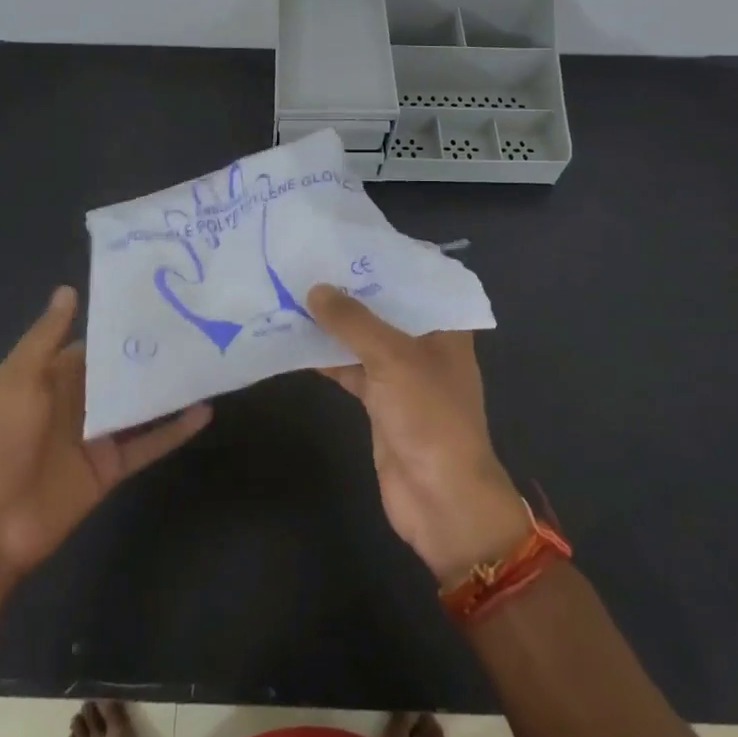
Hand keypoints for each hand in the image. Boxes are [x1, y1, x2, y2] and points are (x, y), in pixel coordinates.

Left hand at [0, 287, 211, 577]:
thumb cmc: (1, 438)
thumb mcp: (19, 378)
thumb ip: (47, 336)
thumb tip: (69, 290)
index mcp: (53, 376)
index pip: (95, 344)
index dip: (123, 324)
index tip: (161, 299)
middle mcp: (79, 401)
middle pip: (123, 372)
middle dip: (154, 352)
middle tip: (198, 323)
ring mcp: (98, 435)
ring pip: (141, 405)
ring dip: (169, 387)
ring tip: (208, 359)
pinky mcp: (112, 466)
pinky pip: (149, 444)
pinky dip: (176, 430)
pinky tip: (204, 411)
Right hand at [307, 285, 530, 585]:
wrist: (441, 500)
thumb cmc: (430, 417)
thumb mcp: (393, 359)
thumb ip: (353, 322)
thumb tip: (315, 288)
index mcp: (445, 328)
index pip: (415, 280)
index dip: (383, 259)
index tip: (345, 237)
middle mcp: (425, 345)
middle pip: (385, 308)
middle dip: (350, 289)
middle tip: (309, 258)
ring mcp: (401, 375)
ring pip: (363, 339)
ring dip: (333, 323)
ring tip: (293, 290)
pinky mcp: (379, 402)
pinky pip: (349, 369)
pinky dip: (326, 357)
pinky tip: (292, 339)